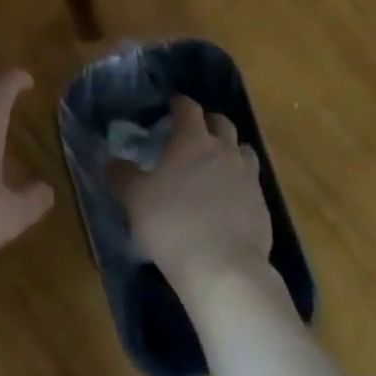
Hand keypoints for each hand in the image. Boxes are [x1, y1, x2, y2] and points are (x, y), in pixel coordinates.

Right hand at [112, 96, 271, 289]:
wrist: (224, 270)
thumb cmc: (173, 225)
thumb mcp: (135, 199)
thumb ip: (122, 175)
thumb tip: (112, 162)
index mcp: (192, 140)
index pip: (188, 108)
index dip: (178, 105)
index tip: (170, 109)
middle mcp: (223, 150)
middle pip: (221, 123)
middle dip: (207, 123)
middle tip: (192, 136)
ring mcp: (248, 177)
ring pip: (242, 150)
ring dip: (229, 151)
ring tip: (214, 166)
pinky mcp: (262, 206)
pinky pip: (251, 182)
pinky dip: (239, 183)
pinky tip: (227, 202)